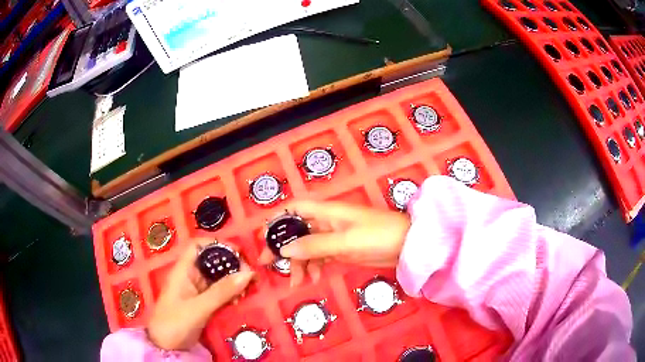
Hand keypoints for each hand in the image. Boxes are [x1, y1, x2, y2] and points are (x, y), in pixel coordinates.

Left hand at [147, 239, 254, 349]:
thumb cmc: (175, 322)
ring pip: (218, 278)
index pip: (197, 246)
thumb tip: (248, 273)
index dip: (216, 243)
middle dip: (231, 265)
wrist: (166, 346)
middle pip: (212, 262)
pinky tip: (241, 299)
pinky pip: (220, 293)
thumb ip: (222, 291)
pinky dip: (231, 294)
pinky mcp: (203, 304)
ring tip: (249, 289)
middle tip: (250, 274)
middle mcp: (190, 277)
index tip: (238, 251)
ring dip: (234, 281)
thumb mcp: (199, 307)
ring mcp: (197, 291)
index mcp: (183, 270)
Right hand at [259, 201, 410, 286]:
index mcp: (326, 212)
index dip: (277, 219)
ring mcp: (334, 236)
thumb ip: (315, 246)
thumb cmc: (378, 236)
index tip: (264, 237)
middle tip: (268, 265)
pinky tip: (315, 278)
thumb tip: (285, 250)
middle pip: (297, 231)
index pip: (294, 208)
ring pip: (307, 247)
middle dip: (283, 247)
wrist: (407, 245)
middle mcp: (327, 222)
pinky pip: (321, 257)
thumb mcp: (345, 241)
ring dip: (299, 263)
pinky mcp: (342, 250)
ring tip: (297, 282)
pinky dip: (314, 267)